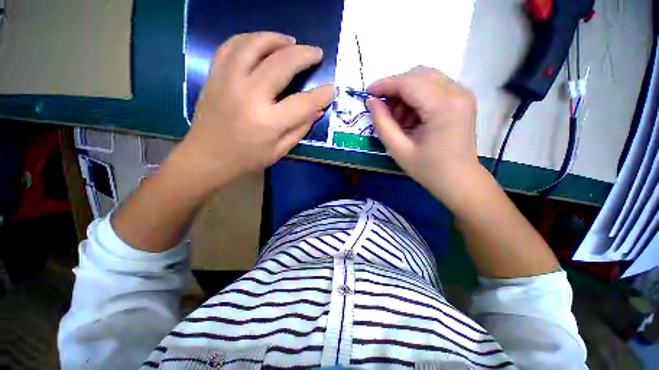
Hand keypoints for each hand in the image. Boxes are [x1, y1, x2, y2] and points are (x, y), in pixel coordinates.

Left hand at [173, 32, 334, 188]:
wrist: (207, 157)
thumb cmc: (247, 159)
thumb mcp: (280, 150)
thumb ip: (300, 129)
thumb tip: (318, 109)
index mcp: (268, 122)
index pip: (303, 102)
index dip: (322, 95)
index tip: (331, 89)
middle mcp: (249, 96)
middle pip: (282, 64)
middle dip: (304, 55)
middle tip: (316, 53)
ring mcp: (228, 81)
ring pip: (255, 45)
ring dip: (277, 39)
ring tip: (291, 42)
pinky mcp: (215, 76)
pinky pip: (232, 46)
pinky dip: (250, 39)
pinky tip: (262, 43)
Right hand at [367, 66, 479, 199]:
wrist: (459, 180)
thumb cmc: (428, 169)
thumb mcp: (399, 149)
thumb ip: (382, 123)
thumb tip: (371, 102)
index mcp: (443, 107)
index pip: (409, 82)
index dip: (385, 84)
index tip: (367, 92)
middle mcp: (457, 92)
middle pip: (418, 75)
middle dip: (395, 88)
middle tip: (382, 108)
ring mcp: (462, 94)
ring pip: (425, 78)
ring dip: (405, 93)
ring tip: (397, 118)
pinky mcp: (461, 99)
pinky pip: (433, 87)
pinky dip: (417, 97)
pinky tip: (411, 117)